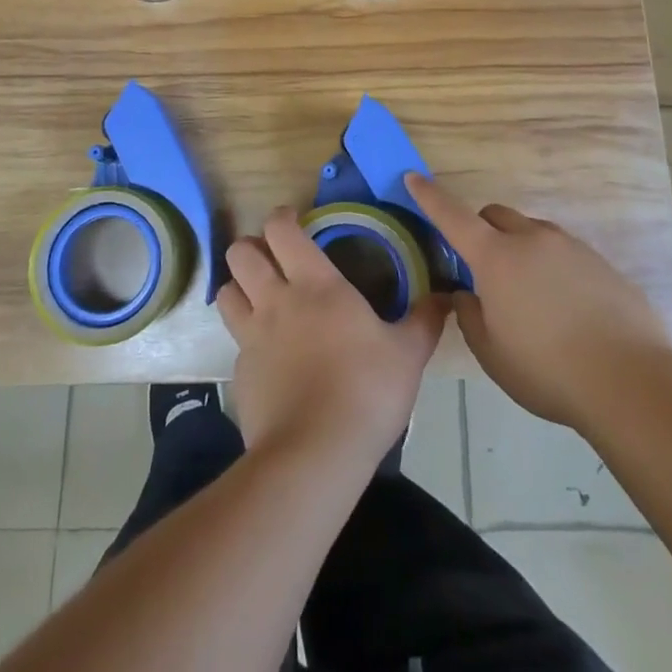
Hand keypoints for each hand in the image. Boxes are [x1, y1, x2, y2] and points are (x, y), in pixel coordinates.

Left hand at [217, 207, 445, 474]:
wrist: (314, 455)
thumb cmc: (366, 391)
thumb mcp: (408, 355)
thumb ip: (424, 321)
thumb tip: (446, 297)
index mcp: (315, 284)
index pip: (281, 230)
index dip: (281, 217)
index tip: (294, 219)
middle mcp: (275, 300)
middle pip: (240, 252)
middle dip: (251, 246)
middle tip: (273, 257)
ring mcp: (251, 337)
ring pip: (226, 291)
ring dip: (238, 285)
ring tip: (259, 295)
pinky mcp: (240, 374)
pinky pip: (235, 341)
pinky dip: (246, 337)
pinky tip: (268, 355)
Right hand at [408, 173, 671, 429]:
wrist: (630, 382)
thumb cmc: (547, 370)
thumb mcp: (492, 353)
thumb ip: (470, 317)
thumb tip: (466, 295)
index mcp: (496, 257)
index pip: (452, 215)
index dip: (429, 196)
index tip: (413, 177)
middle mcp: (531, 239)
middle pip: (495, 216)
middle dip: (481, 231)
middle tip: (482, 269)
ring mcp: (570, 247)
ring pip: (532, 233)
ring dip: (519, 250)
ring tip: (529, 298)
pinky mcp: (600, 263)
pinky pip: (563, 254)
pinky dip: (551, 268)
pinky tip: (565, 311)